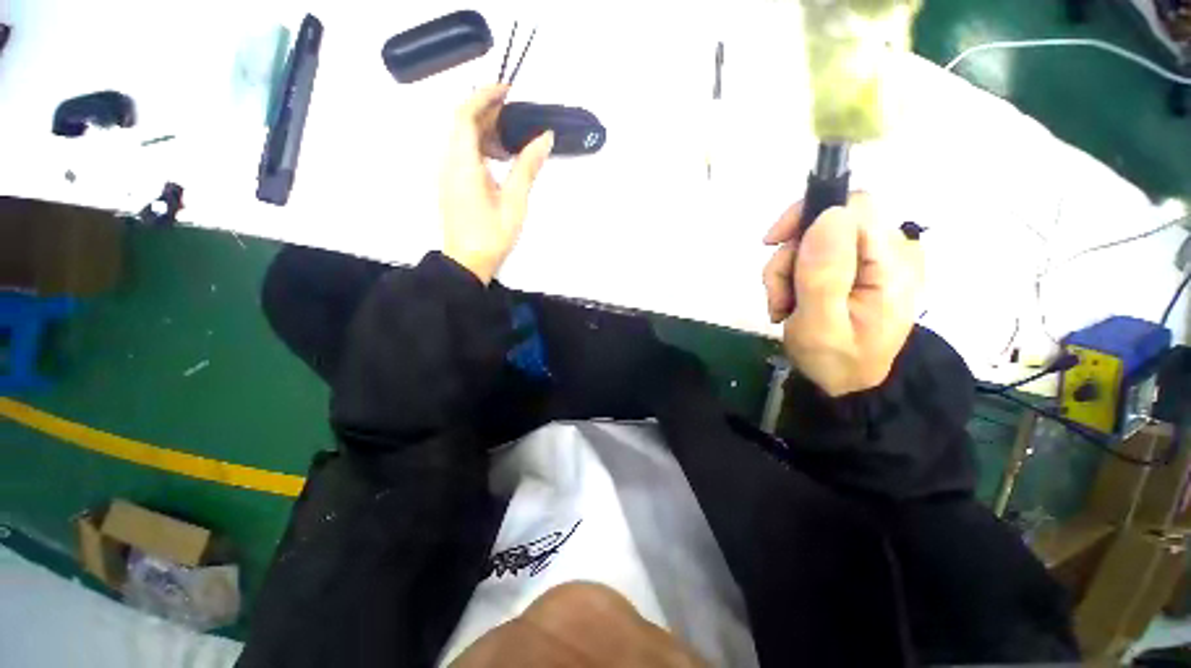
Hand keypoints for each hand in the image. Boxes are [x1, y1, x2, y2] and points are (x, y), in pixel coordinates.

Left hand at [440, 85, 554, 283]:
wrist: (467, 263)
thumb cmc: (491, 235)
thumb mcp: (515, 202)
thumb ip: (528, 167)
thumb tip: (544, 138)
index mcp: (462, 163)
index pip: (466, 114)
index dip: (484, 95)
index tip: (508, 90)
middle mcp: (449, 162)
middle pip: (463, 124)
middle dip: (488, 112)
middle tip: (516, 115)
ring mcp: (448, 174)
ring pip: (462, 140)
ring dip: (485, 132)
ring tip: (512, 140)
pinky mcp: (452, 185)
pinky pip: (463, 155)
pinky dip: (481, 149)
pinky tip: (500, 161)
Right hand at [762, 193, 922, 396]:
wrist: (848, 384)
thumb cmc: (836, 361)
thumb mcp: (822, 324)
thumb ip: (825, 274)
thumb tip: (828, 215)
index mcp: (892, 264)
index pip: (853, 206)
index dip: (809, 215)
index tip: (773, 243)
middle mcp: (890, 252)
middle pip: (827, 224)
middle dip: (790, 257)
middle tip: (779, 296)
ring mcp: (873, 260)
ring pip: (813, 241)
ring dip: (786, 272)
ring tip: (783, 306)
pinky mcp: (857, 269)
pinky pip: (815, 256)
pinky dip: (793, 277)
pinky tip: (790, 303)